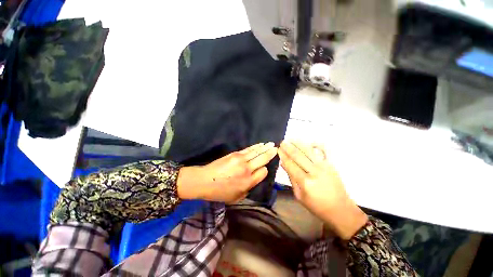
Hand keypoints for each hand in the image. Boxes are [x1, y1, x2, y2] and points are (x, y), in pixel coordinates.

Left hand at [178, 142, 277, 202]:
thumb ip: (249, 188)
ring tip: (272, 144)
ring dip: (265, 147)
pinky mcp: (236, 154)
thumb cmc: (220, 192)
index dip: (265, 169)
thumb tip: (256, 177)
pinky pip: (249, 149)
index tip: (264, 168)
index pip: (263, 171)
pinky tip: (260, 144)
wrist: (205, 180)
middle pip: (262, 159)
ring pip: (257, 152)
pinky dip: (256, 146)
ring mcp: (241, 160)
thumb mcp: (237, 197)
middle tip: (276, 148)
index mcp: (248, 182)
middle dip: (270, 153)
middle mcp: (247, 169)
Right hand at [278, 141, 367, 239]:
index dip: (283, 156)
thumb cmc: (317, 206)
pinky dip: (316, 145)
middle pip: (298, 156)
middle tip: (282, 142)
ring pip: (308, 151)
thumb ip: (291, 178)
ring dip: (298, 144)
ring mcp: (324, 167)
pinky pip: (323, 151)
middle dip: (288, 148)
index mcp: (305, 182)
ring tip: (291, 139)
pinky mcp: (331, 165)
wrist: (341, 210)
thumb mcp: (299, 196)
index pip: (291, 165)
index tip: (277, 150)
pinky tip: (309, 142)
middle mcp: (315, 172)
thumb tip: (283, 164)